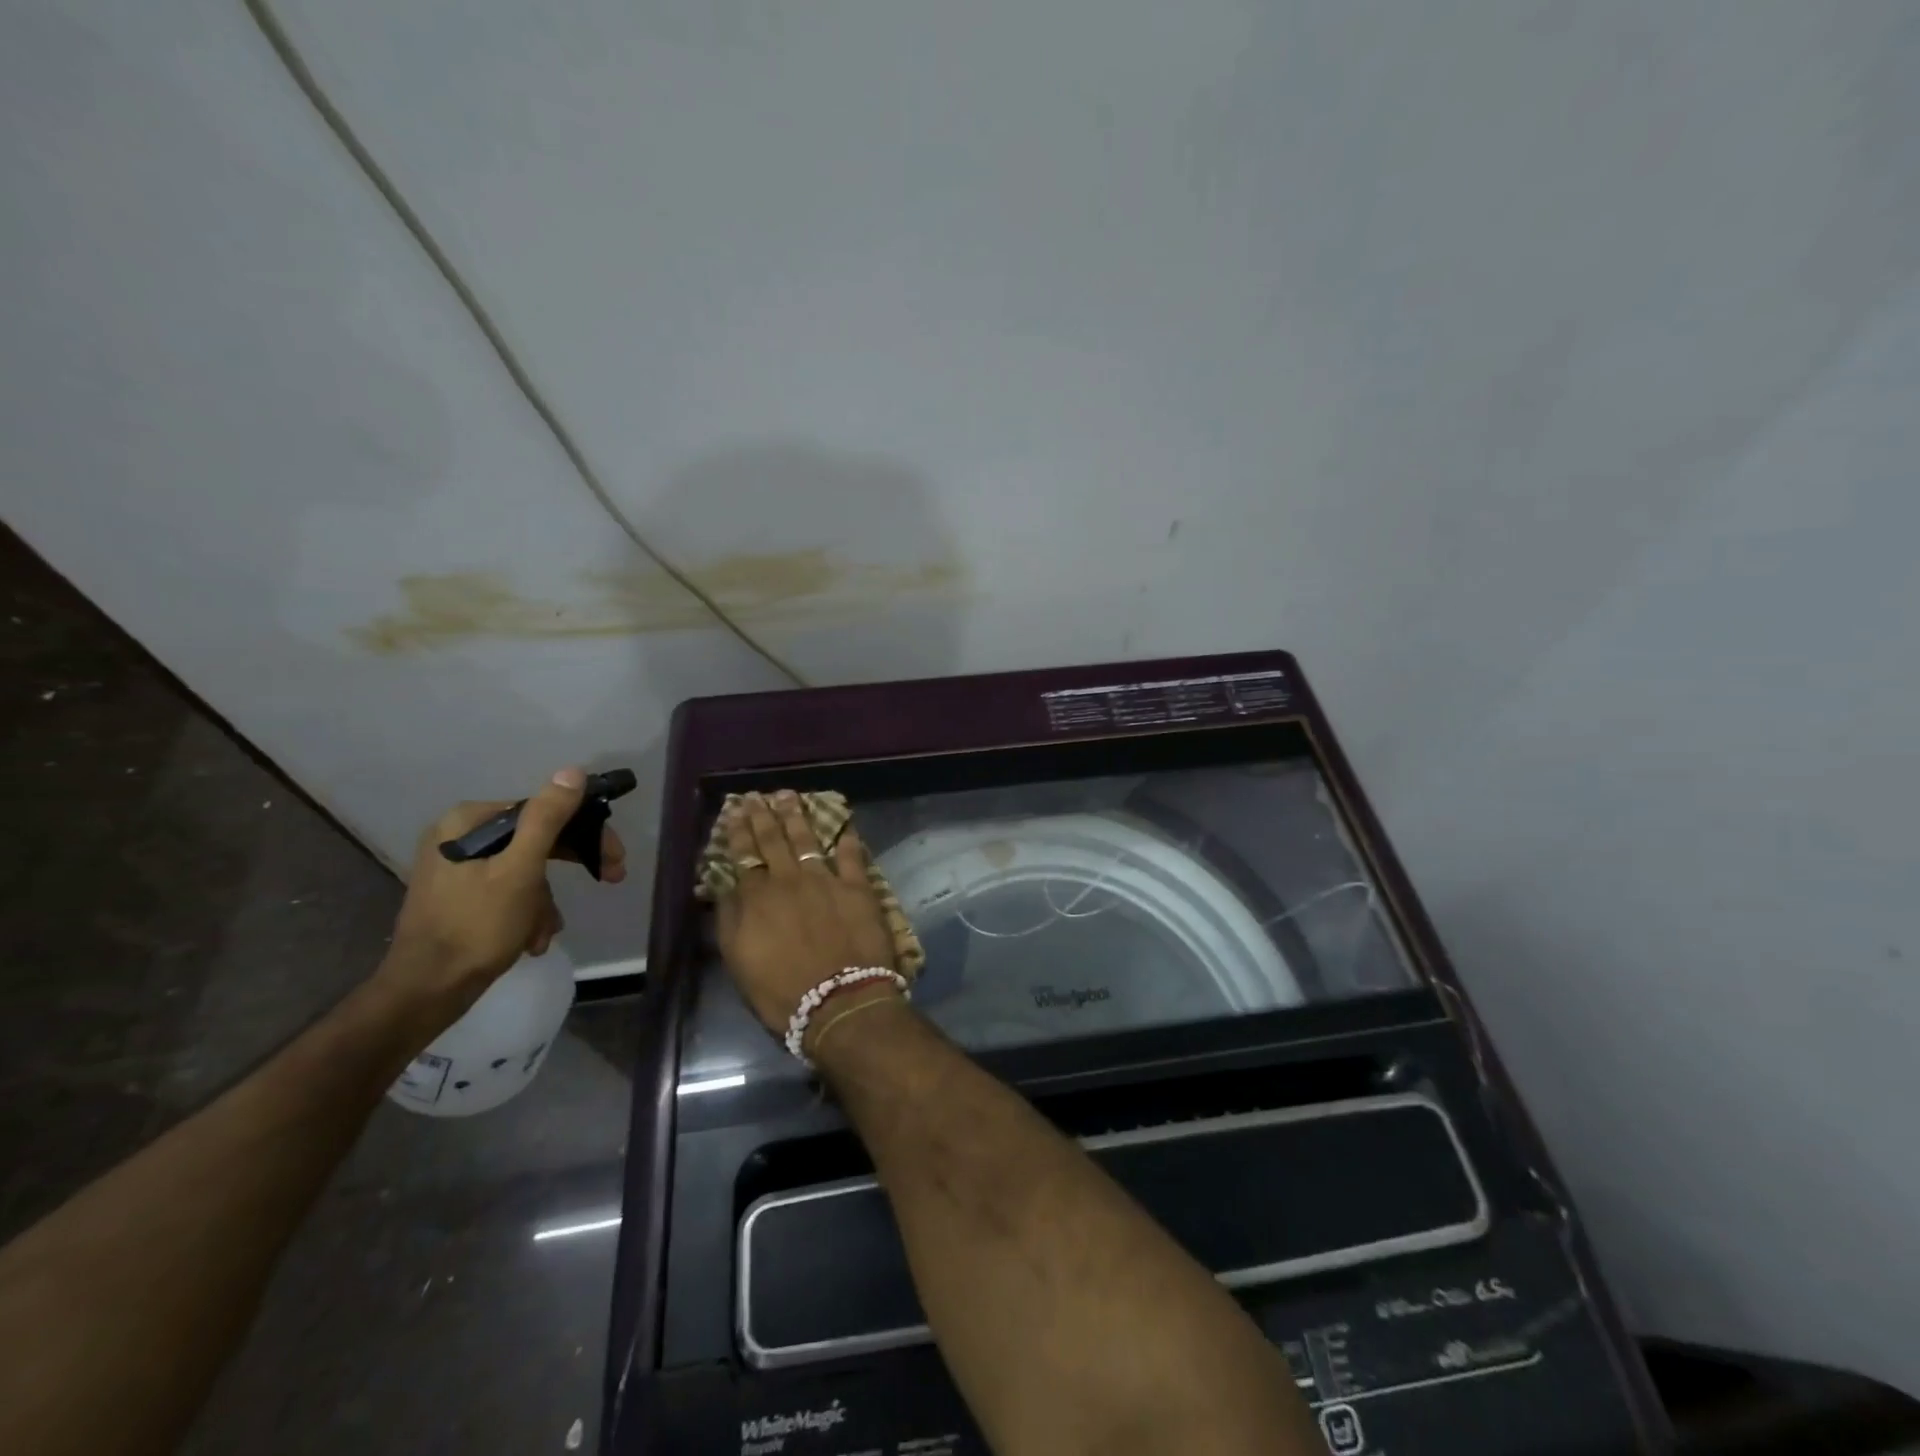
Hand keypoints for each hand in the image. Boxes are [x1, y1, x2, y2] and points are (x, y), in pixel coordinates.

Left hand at [380, 767, 626, 1017]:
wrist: (426, 992)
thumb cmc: (476, 926)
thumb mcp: (520, 870)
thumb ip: (547, 819)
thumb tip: (573, 771)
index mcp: (468, 822)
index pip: (543, 810)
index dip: (585, 832)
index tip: (615, 858)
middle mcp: (460, 837)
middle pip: (536, 839)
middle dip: (570, 865)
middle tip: (611, 878)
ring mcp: (458, 868)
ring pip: (527, 869)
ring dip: (545, 902)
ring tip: (544, 932)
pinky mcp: (460, 896)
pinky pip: (510, 891)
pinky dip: (527, 913)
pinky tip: (530, 939)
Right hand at [715, 792, 897, 1038]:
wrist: (839, 1002)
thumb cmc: (782, 991)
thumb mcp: (739, 961)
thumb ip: (730, 920)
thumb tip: (726, 888)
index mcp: (758, 897)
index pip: (744, 855)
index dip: (738, 831)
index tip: (735, 810)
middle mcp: (790, 880)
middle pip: (774, 840)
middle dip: (764, 815)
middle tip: (758, 796)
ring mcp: (827, 880)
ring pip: (808, 839)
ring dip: (797, 816)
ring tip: (790, 797)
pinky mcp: (858, 888)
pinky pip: (852, 856)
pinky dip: (847, 839)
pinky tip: (844, 825)